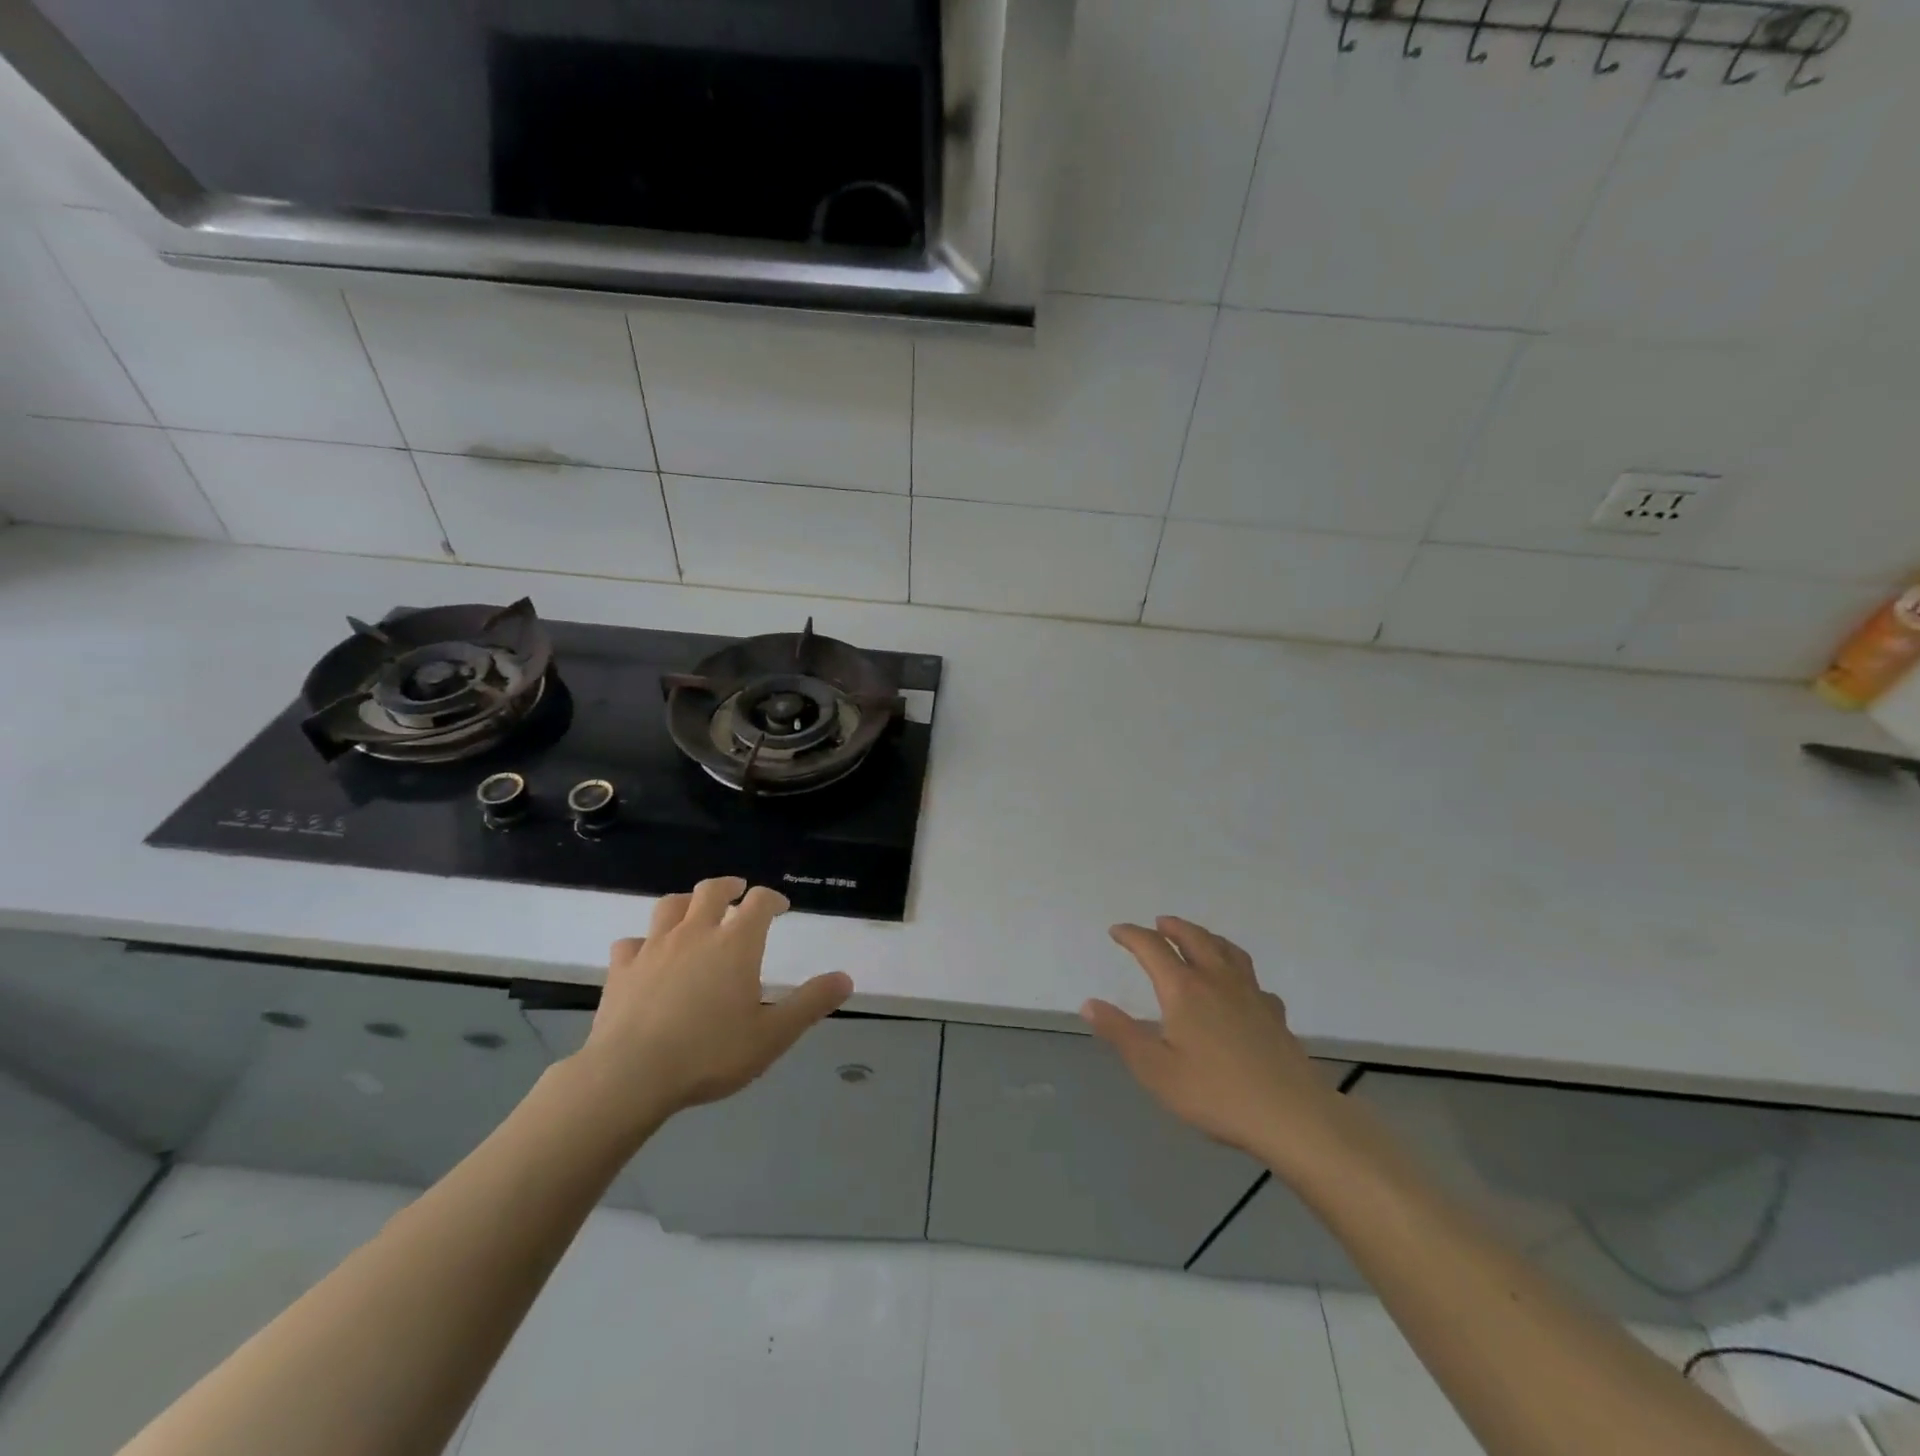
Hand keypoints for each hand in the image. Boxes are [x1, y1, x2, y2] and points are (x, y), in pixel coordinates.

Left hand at [574, 877, 852, 1123]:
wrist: (630, 1076)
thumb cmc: (710, 1054)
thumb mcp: (773, 1035)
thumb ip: (810, 1004)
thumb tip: (845, 978)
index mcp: (735, 944)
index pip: (758, 902)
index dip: (772, 899)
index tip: (780, 907)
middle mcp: (695, 934)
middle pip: (711, 891)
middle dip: (729, 887)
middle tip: (738, 891)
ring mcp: (654, 948)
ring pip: (670, 906)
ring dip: (686, 902)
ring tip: (693, 910)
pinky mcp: (621, 969)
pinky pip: (631, 942)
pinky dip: (643, 942)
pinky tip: (646, 954)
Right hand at [1082, 917, 1342, 1172]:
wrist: (1291, 1116)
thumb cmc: (1215, 1093)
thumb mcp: (1155, 1069)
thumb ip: (1121, 1033)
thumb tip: (1089, 1003)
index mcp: (1184, 989)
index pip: (1153, 948)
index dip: (1132, 935)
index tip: (1117, 931)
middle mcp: (1217, 980)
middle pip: (1194, 938)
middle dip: (1173, 927)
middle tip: (1159, 923)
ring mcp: (1251, 994)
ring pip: (1228, 951)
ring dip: (1207, 938)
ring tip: (1198, 939)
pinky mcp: (1275, 1014)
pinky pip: (1253, 980)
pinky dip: (1239, 973)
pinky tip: (1240, 989)